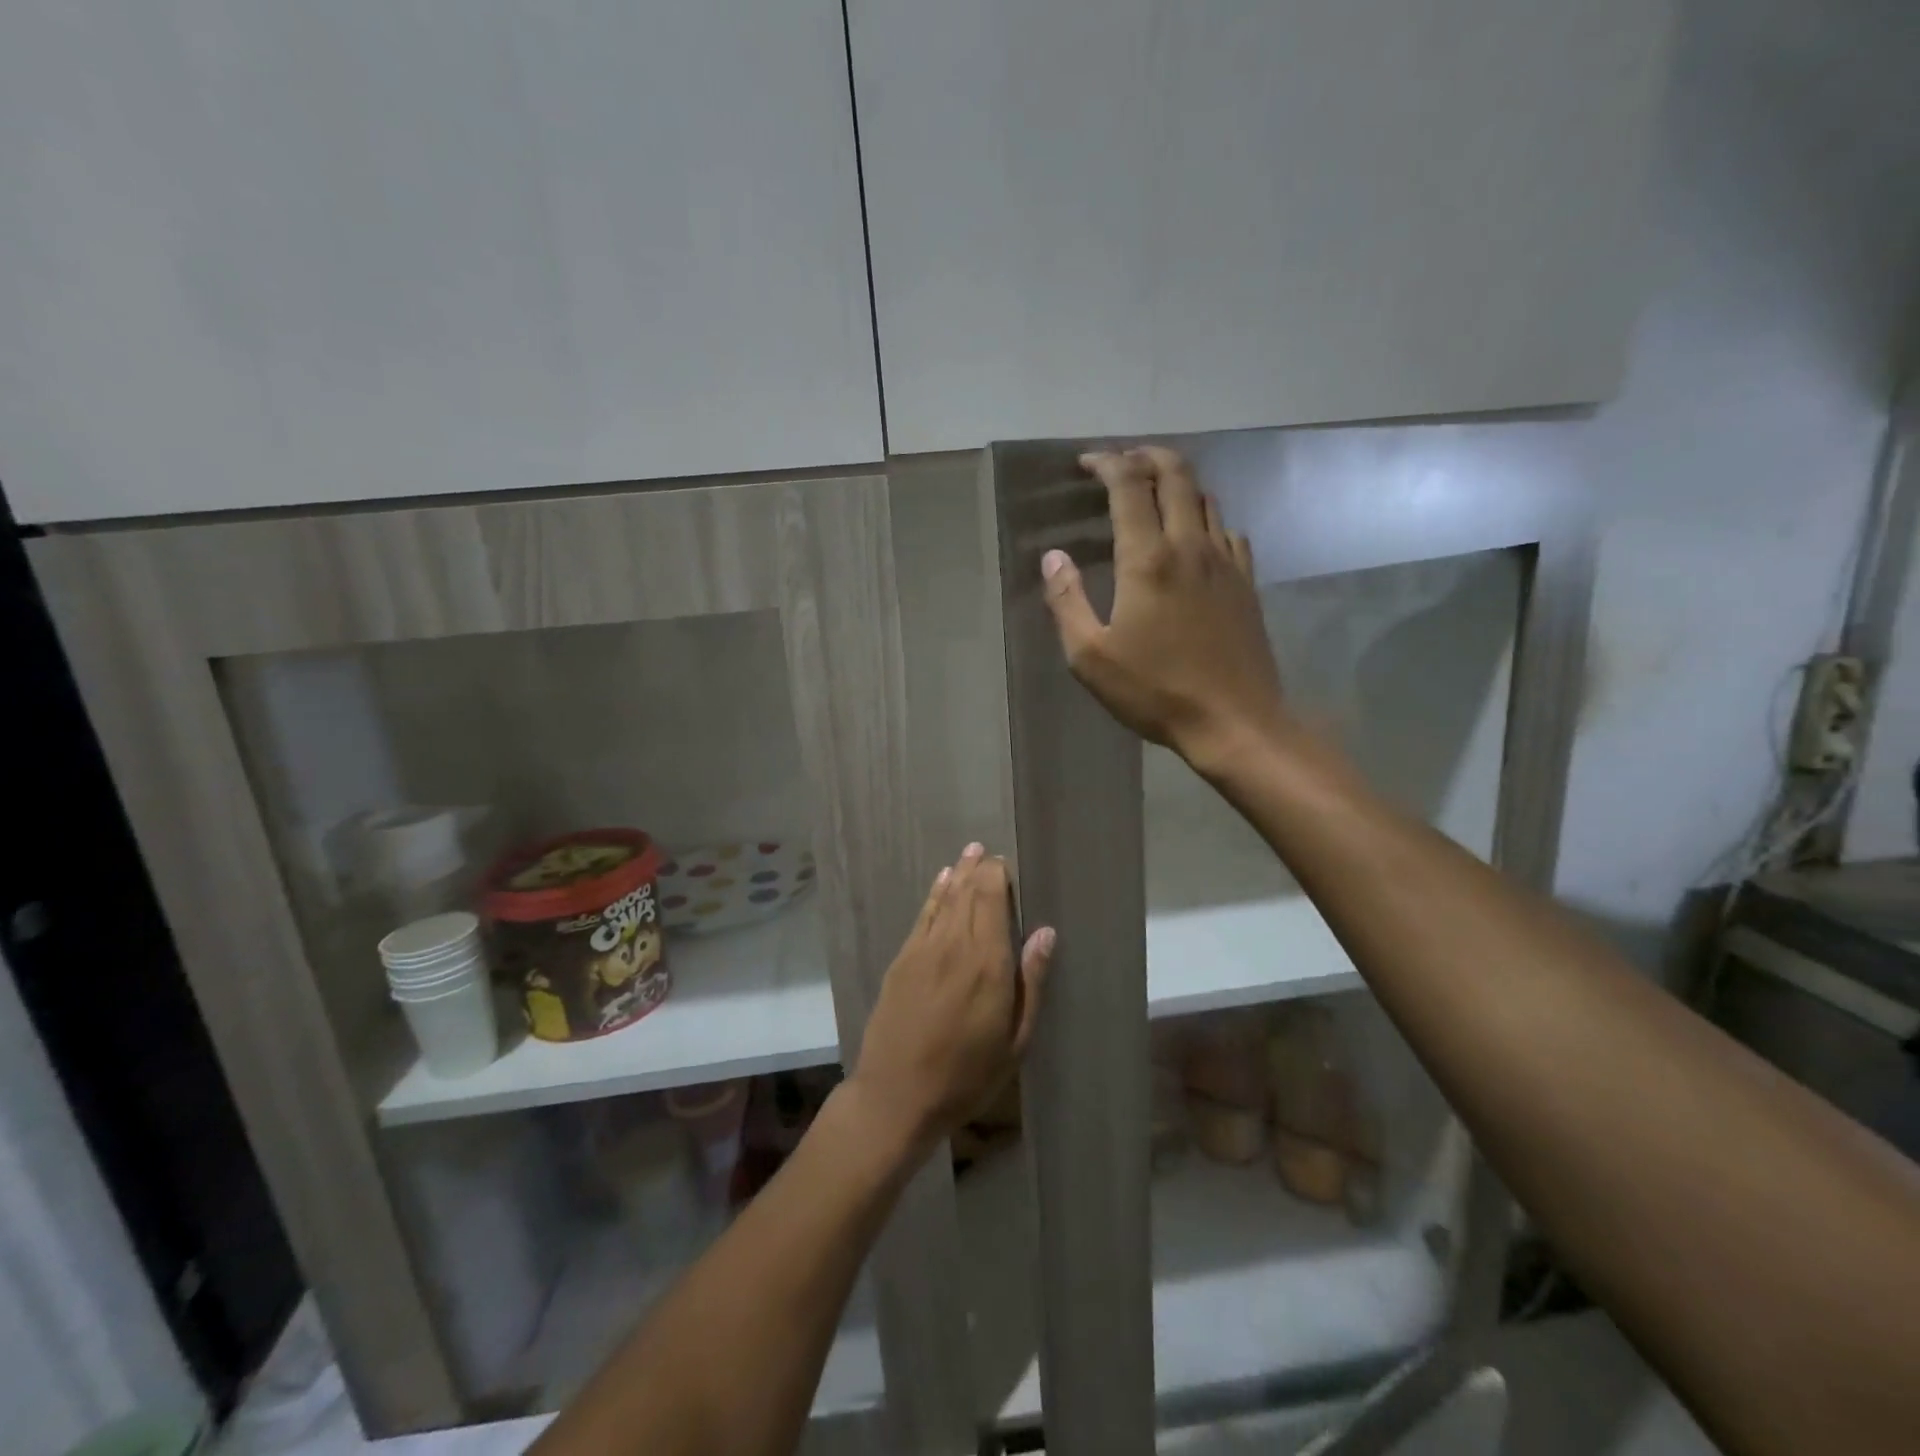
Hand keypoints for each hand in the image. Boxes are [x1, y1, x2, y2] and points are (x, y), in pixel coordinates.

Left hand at [849, 844, 1053, 1155]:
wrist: (897, 1095)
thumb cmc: (967, 1076)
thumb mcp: (1015, 1041)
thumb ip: (1031, 982)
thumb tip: (1046, 933)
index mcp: (989, 964)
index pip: (993, 901)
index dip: (998, 876)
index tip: (1007, 863)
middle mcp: (956, 945)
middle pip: (969, 893)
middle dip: (981, 869)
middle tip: (990, 852)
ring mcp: (924, 949)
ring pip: (946, 898)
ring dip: (959, 873)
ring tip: (970, 852)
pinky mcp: (902, 959)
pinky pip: (923, 915)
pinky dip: (935, 893)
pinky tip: (943, 880)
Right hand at [1042, 446, 1289, 768]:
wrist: (1234, 722)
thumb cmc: (1154, 692)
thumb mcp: (1090, 656)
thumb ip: (1067, 601)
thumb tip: (1053, 557)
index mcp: (1148, 559)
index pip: (1129, 486)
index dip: (1107, 463)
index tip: (1087, 462)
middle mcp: (1191, 546)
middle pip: (1176, 475)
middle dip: (1147, 456)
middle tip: (1123, 460)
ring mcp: (1226, 562)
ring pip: (1206, 498)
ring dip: (1178, 482)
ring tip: (1154, 491)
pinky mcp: (1247, 582)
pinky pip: (1227, 531)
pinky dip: (1205, 518)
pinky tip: (1195, 537)